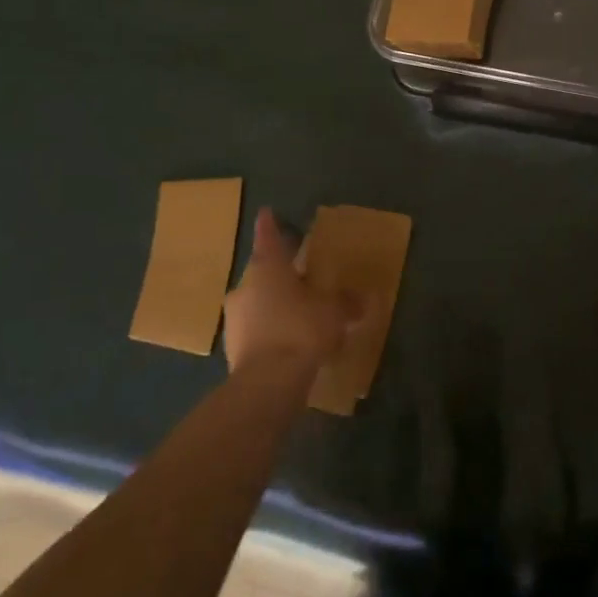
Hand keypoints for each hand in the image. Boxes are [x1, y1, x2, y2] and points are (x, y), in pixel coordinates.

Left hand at [224, 209, 361, 375]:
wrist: (267, 384)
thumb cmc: (301, 330)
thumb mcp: (334, 312)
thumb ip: (348, 302)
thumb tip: (365, 298)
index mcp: (268, 267)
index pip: (268, 236)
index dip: (270, 224)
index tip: (267, 212)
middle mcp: (245, 286)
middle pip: (263, 271)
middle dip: (280, 272)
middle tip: (301, 273)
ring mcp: (235, 319)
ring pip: (257, 301)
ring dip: (275, 303)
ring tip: (299, 312)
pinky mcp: (233, 349)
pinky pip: (256, 329)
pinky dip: (270, 329)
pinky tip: (289, 342)